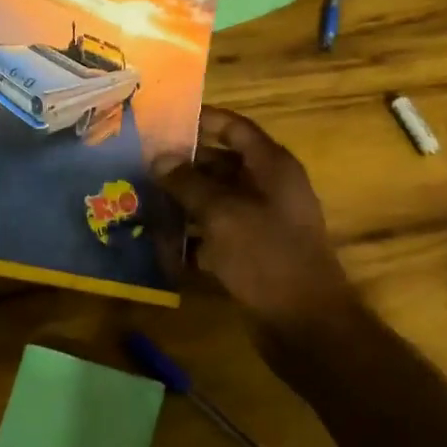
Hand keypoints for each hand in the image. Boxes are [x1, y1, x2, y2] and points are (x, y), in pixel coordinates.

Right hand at [155, 107, 360, 334]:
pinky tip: (160, 244)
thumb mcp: (222, 214)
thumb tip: (159, 158)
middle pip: (221, 164)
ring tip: (141, 201)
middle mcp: (268, 188)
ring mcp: (261, 222)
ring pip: (215, 201)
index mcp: (271, 166)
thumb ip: (188, 183)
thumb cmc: (267, 256)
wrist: (306, 325)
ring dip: (183, 202)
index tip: (162, 122)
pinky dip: (192, 237)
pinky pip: (216, 234)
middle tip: (140, 165)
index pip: (234, 128)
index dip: (201, 120)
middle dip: (182, 166)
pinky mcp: (252, 253)